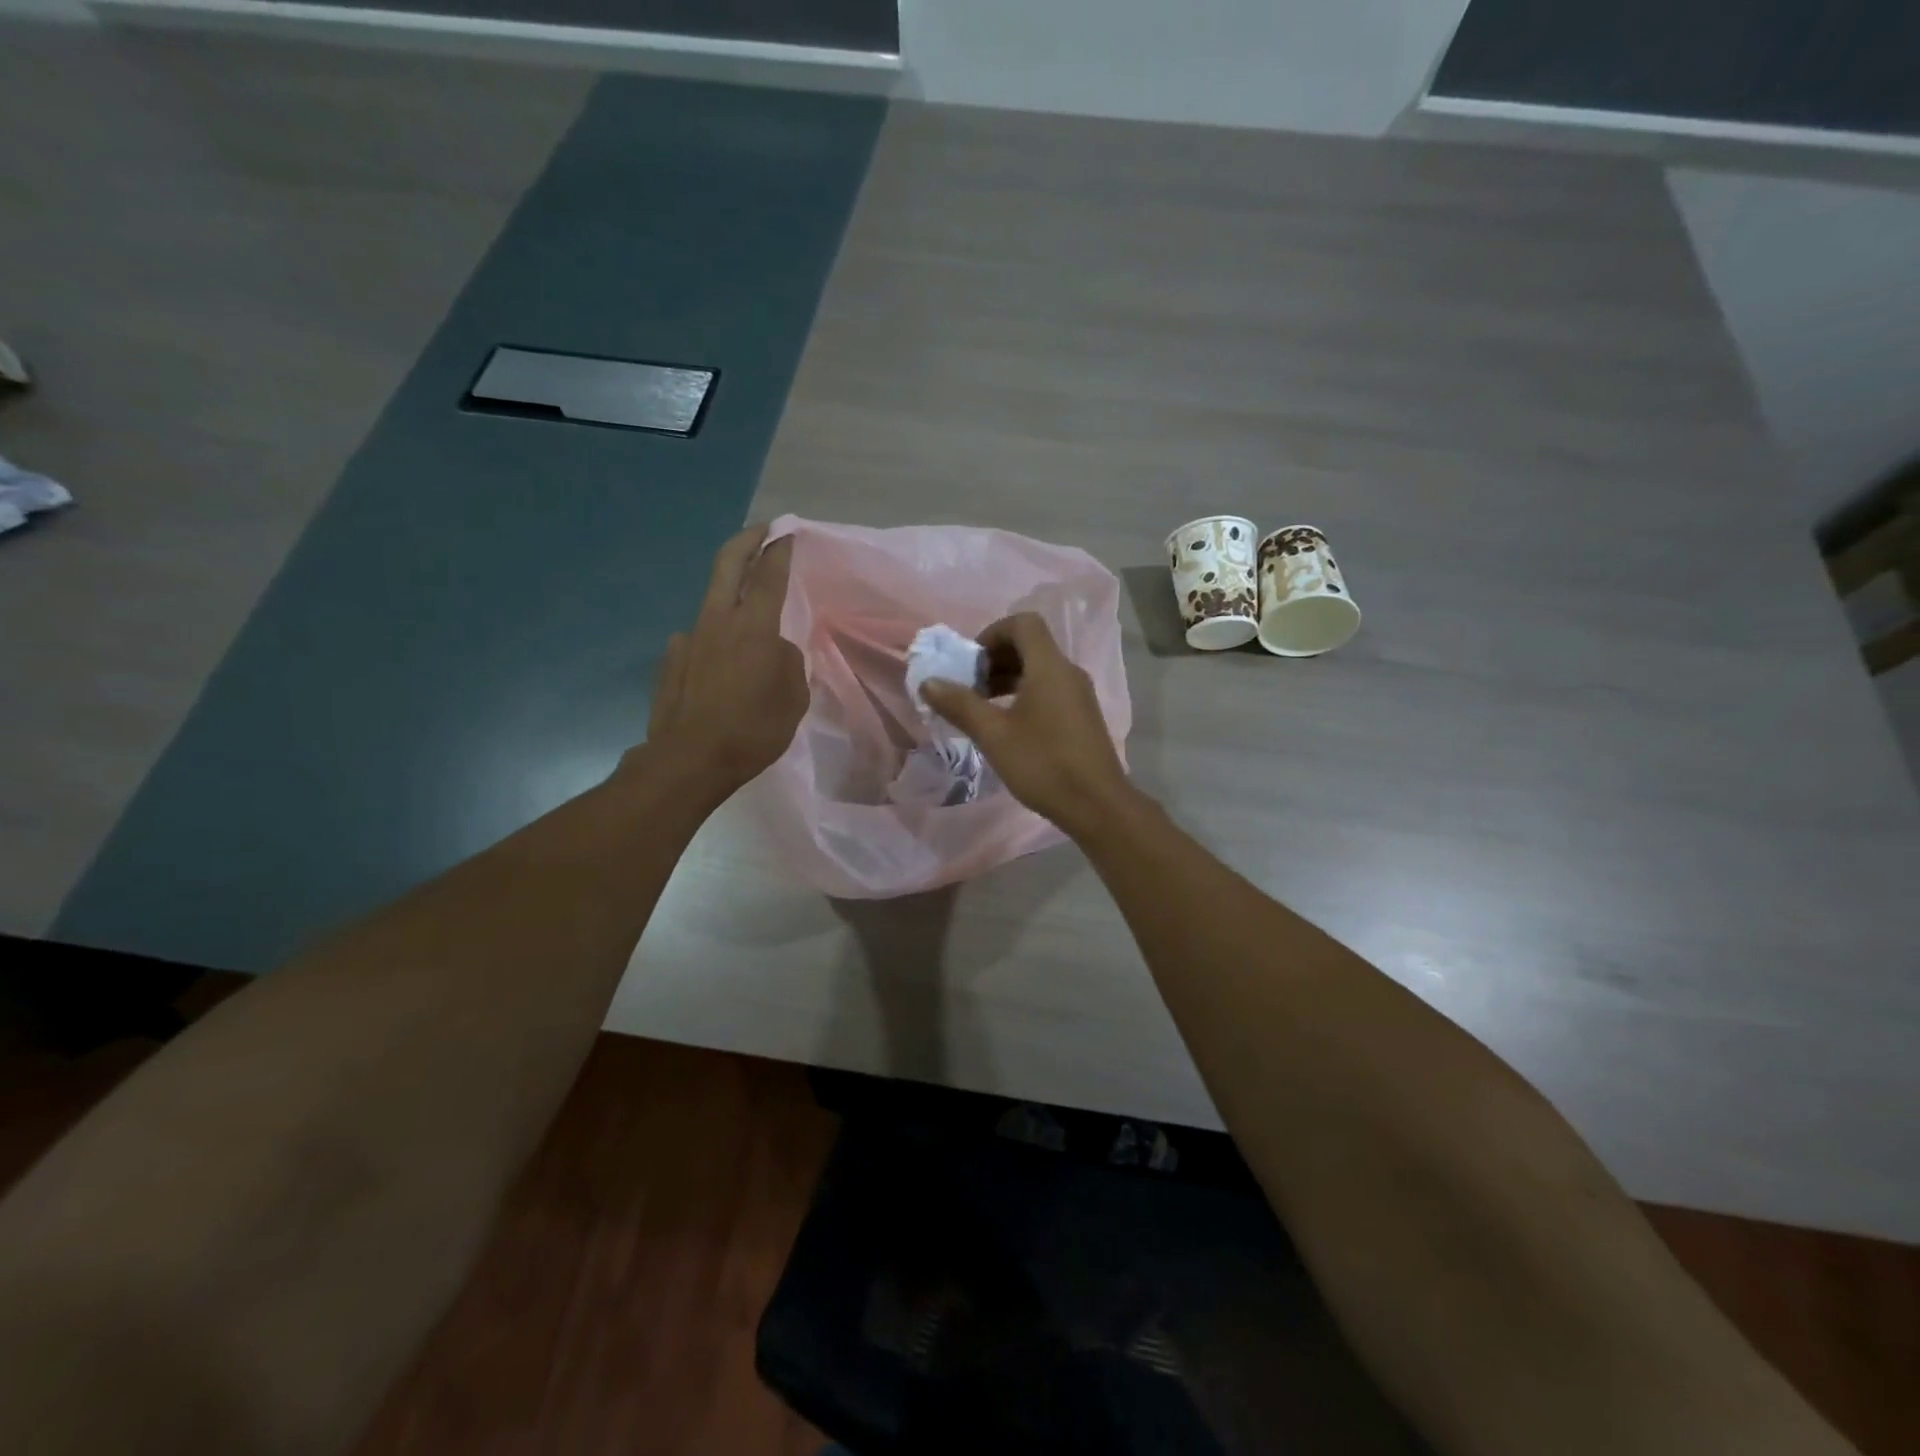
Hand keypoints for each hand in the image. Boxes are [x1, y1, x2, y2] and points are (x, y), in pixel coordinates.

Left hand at [641, 525, 806, 795]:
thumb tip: (776, 649)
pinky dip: (713, 639)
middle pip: (729, 564)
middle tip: (762, 532)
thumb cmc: (753, 729)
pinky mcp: (671, 659)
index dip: (780, 549)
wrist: (690, 759)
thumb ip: (788, 662)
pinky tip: (720, 664)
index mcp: (755, 627)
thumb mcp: (793, 698)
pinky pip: (697, 638)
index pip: (770, 574)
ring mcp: (689, 638)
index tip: (787, 532)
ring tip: (748, 610)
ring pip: (712, 600)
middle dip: (747, 541)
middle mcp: (718, 621)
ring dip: (731, 593)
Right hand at [919, 612, 1134, 835]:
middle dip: (994, 659)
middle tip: (969, 687)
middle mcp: (1068, 672)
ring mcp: (1079, 695)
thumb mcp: (993, 734)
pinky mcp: (1082, 717)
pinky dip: (1024, 695)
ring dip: (1007, 679)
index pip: (1023, 623)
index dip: (991, 633)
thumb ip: (960, 704)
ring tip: (982, 708)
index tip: (969, 663)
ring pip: (1039, 670)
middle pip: (1030, 645)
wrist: (1097, 805)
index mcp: (1049, 667)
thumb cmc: (1043, 763)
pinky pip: (1049, 690)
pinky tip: (1007, 726)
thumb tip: (929, 682)